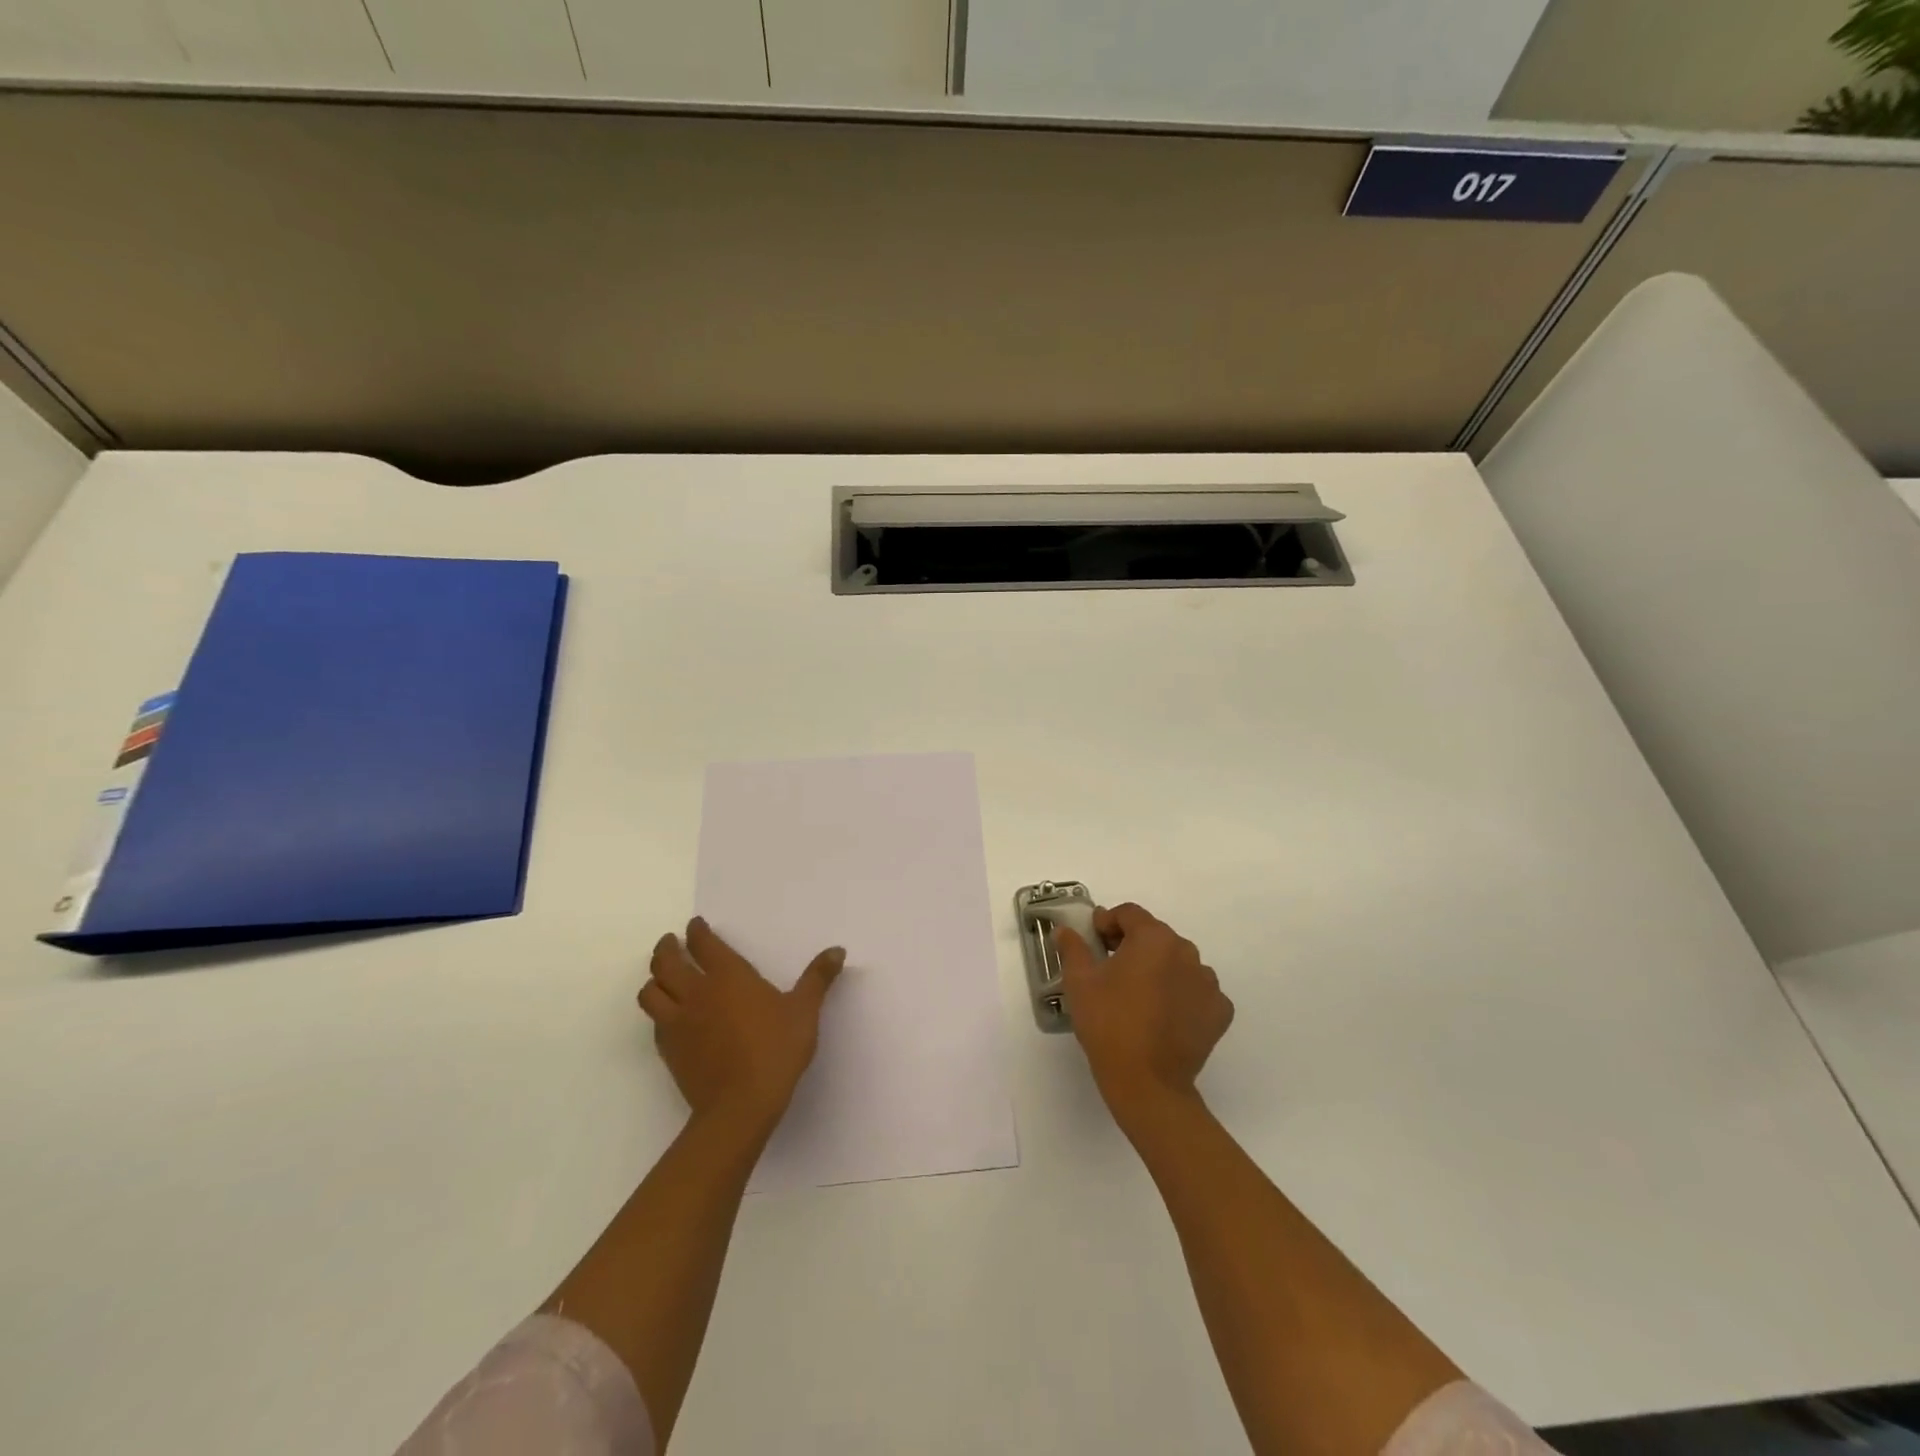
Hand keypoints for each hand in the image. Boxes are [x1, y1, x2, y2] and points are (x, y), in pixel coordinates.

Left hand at [639, 918, 845, 1135]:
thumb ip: (818, 978)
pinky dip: (657, 1011)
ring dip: (654, 978)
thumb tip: (838, 950)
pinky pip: (654, 1021)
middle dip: (667, 948)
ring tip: (661, 976)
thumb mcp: (805, 1011)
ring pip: (650, 991)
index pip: (704, 944)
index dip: (697, 931)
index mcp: (728, 976)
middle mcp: (697, 992)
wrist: (741, 1105)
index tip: (695, 925)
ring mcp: (678, 1022)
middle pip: (666, 962)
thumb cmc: (776, 1050)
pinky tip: (669, 1015)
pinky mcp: (669, 1050)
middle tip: (671, 942)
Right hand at [1055, 902, 1233, 1120]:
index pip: (1130, 914)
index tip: (1094, 940)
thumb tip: (1065, 930)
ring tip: (1138, 994)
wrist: (1147, 1083)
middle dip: (1132, 944)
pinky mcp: (1219, 1011)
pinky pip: (1196, 991)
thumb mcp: (1079, 982)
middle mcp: (1187, 952)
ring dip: (1159, 968)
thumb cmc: (1109, 1024)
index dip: (1108, 922)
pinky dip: (1181, 994)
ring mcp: (1208, 983)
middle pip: (1156, 936)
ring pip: (1178, 962)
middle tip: (1110, 967)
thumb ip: (1073, 948)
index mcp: (1154, 939)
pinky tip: (1163, 1014)